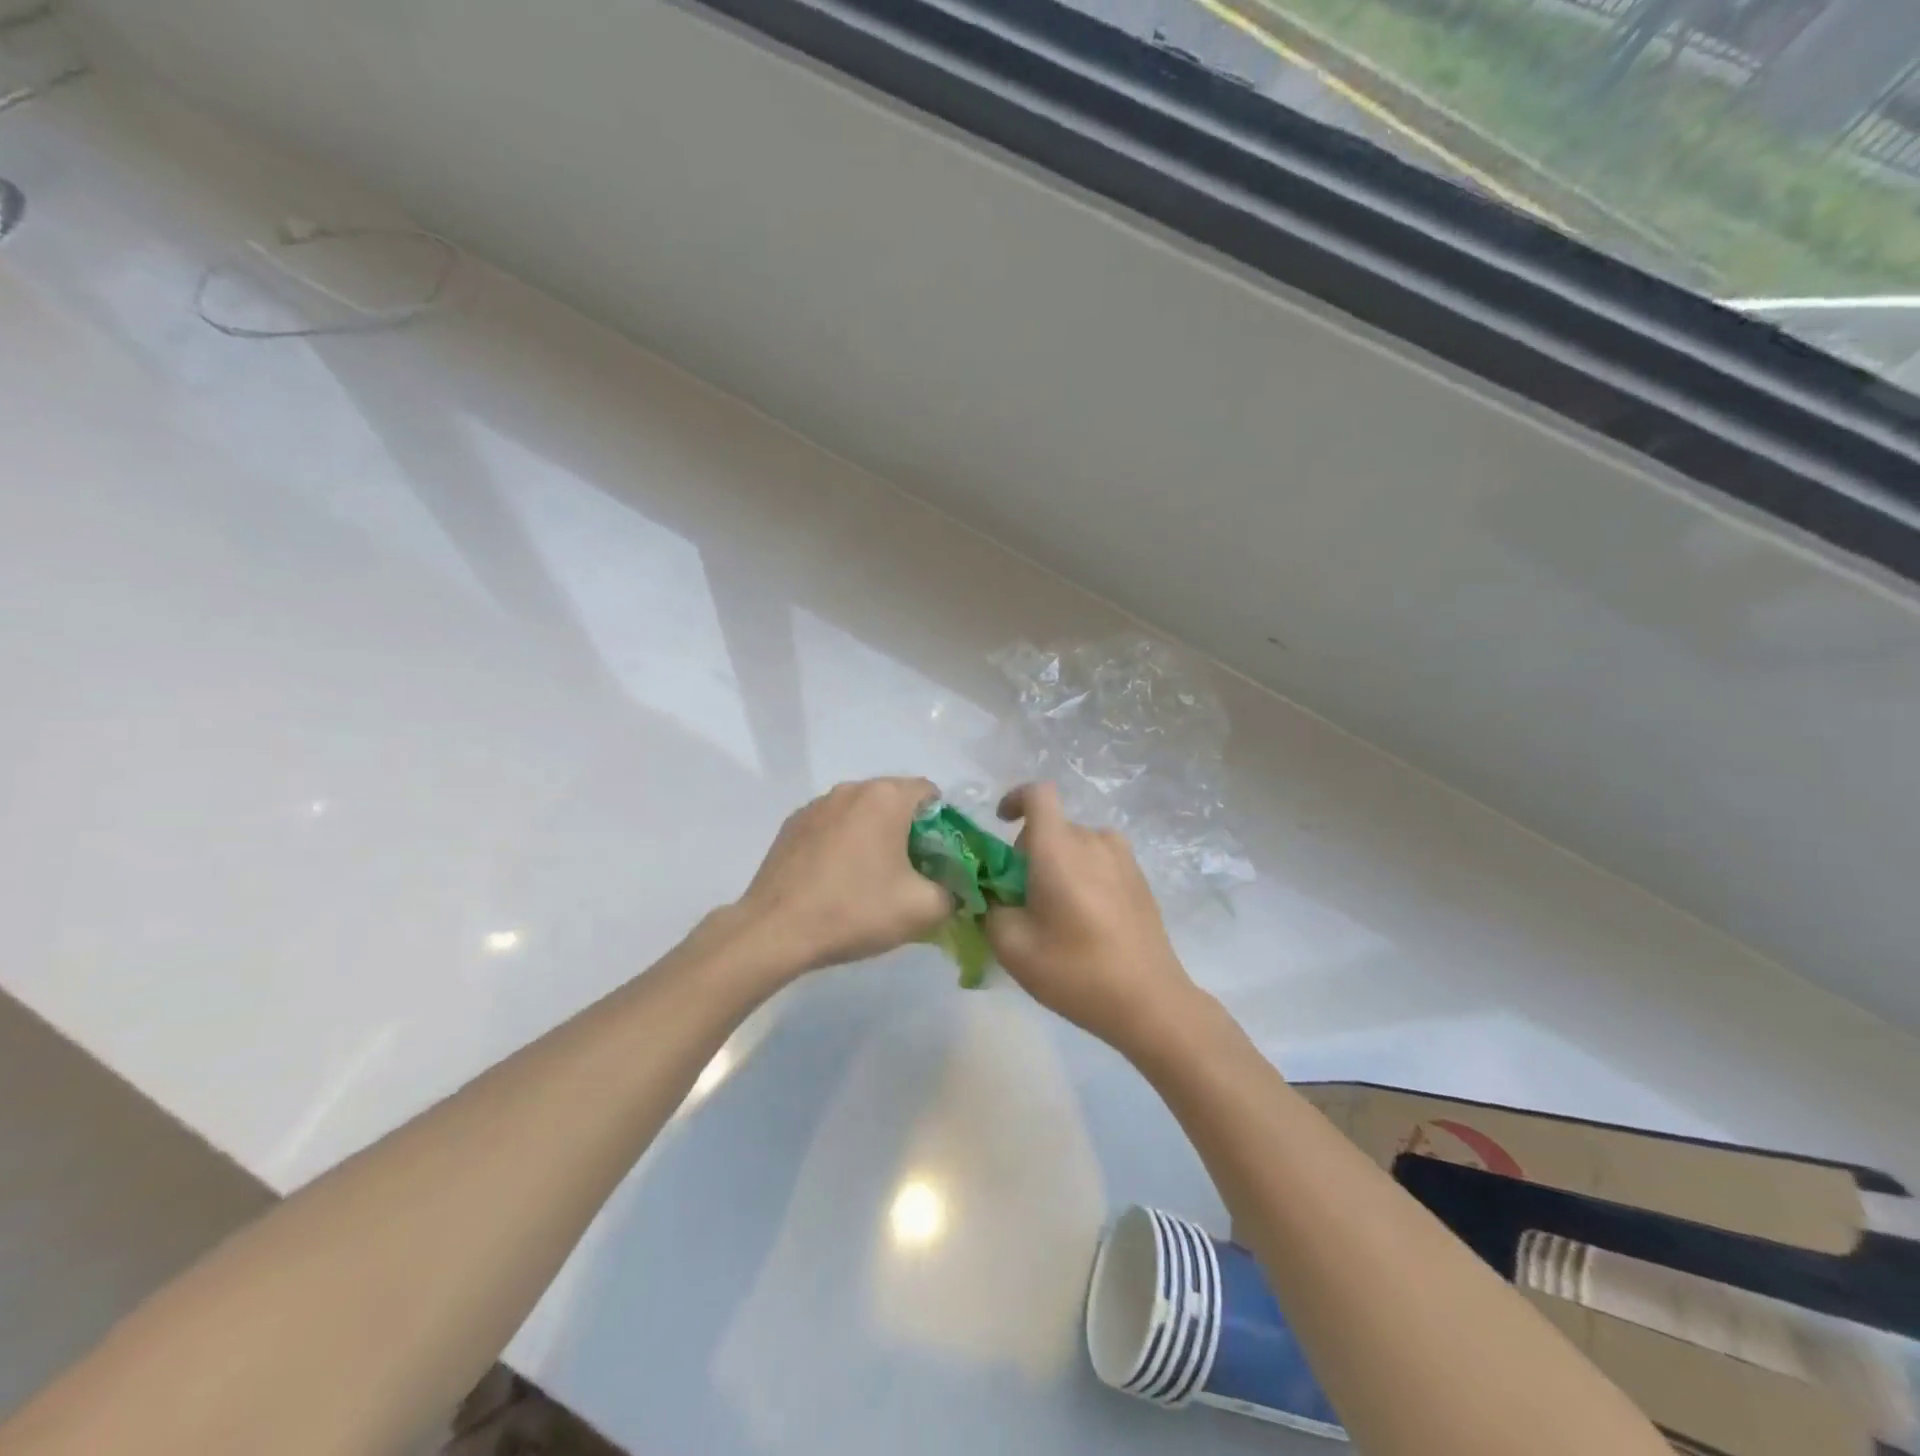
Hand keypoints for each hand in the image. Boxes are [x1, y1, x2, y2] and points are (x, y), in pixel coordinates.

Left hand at [734, 777, 954, 974]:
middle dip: (909, 831)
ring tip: (872, 878)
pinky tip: (837, 880)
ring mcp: (815, 805)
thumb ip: (952, 893)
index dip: (943, 824)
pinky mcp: (791, 825)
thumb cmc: (855, 910)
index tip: (939, 858)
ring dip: (874, 836)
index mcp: (885, 797)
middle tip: (912, 872)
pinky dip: (843, 844)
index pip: (930, 793)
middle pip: (894, 800)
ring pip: (861, 813)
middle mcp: (850, 789)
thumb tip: (951, 889)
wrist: (775, 931)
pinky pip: (832, 826)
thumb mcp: (922, 910)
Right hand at [984, 783, 1199, 1054]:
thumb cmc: (1075, 971)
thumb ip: (990, 908)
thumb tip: (991, 893)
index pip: (1038, 793)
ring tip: (1054, 911)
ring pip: (1077, 845)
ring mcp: (1123, 858)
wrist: (1150, 1002)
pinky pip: (1100, 861)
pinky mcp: (1140, 879)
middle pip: (1053, 826)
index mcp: (1060, 848)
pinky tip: (1085, 920)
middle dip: (1030, 851)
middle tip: (1020, 897)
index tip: (1001, 823)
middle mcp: (1094, 840)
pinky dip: (1083, 875)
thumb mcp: (1012, 946)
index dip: (1014, 799)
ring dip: (1058, 864)